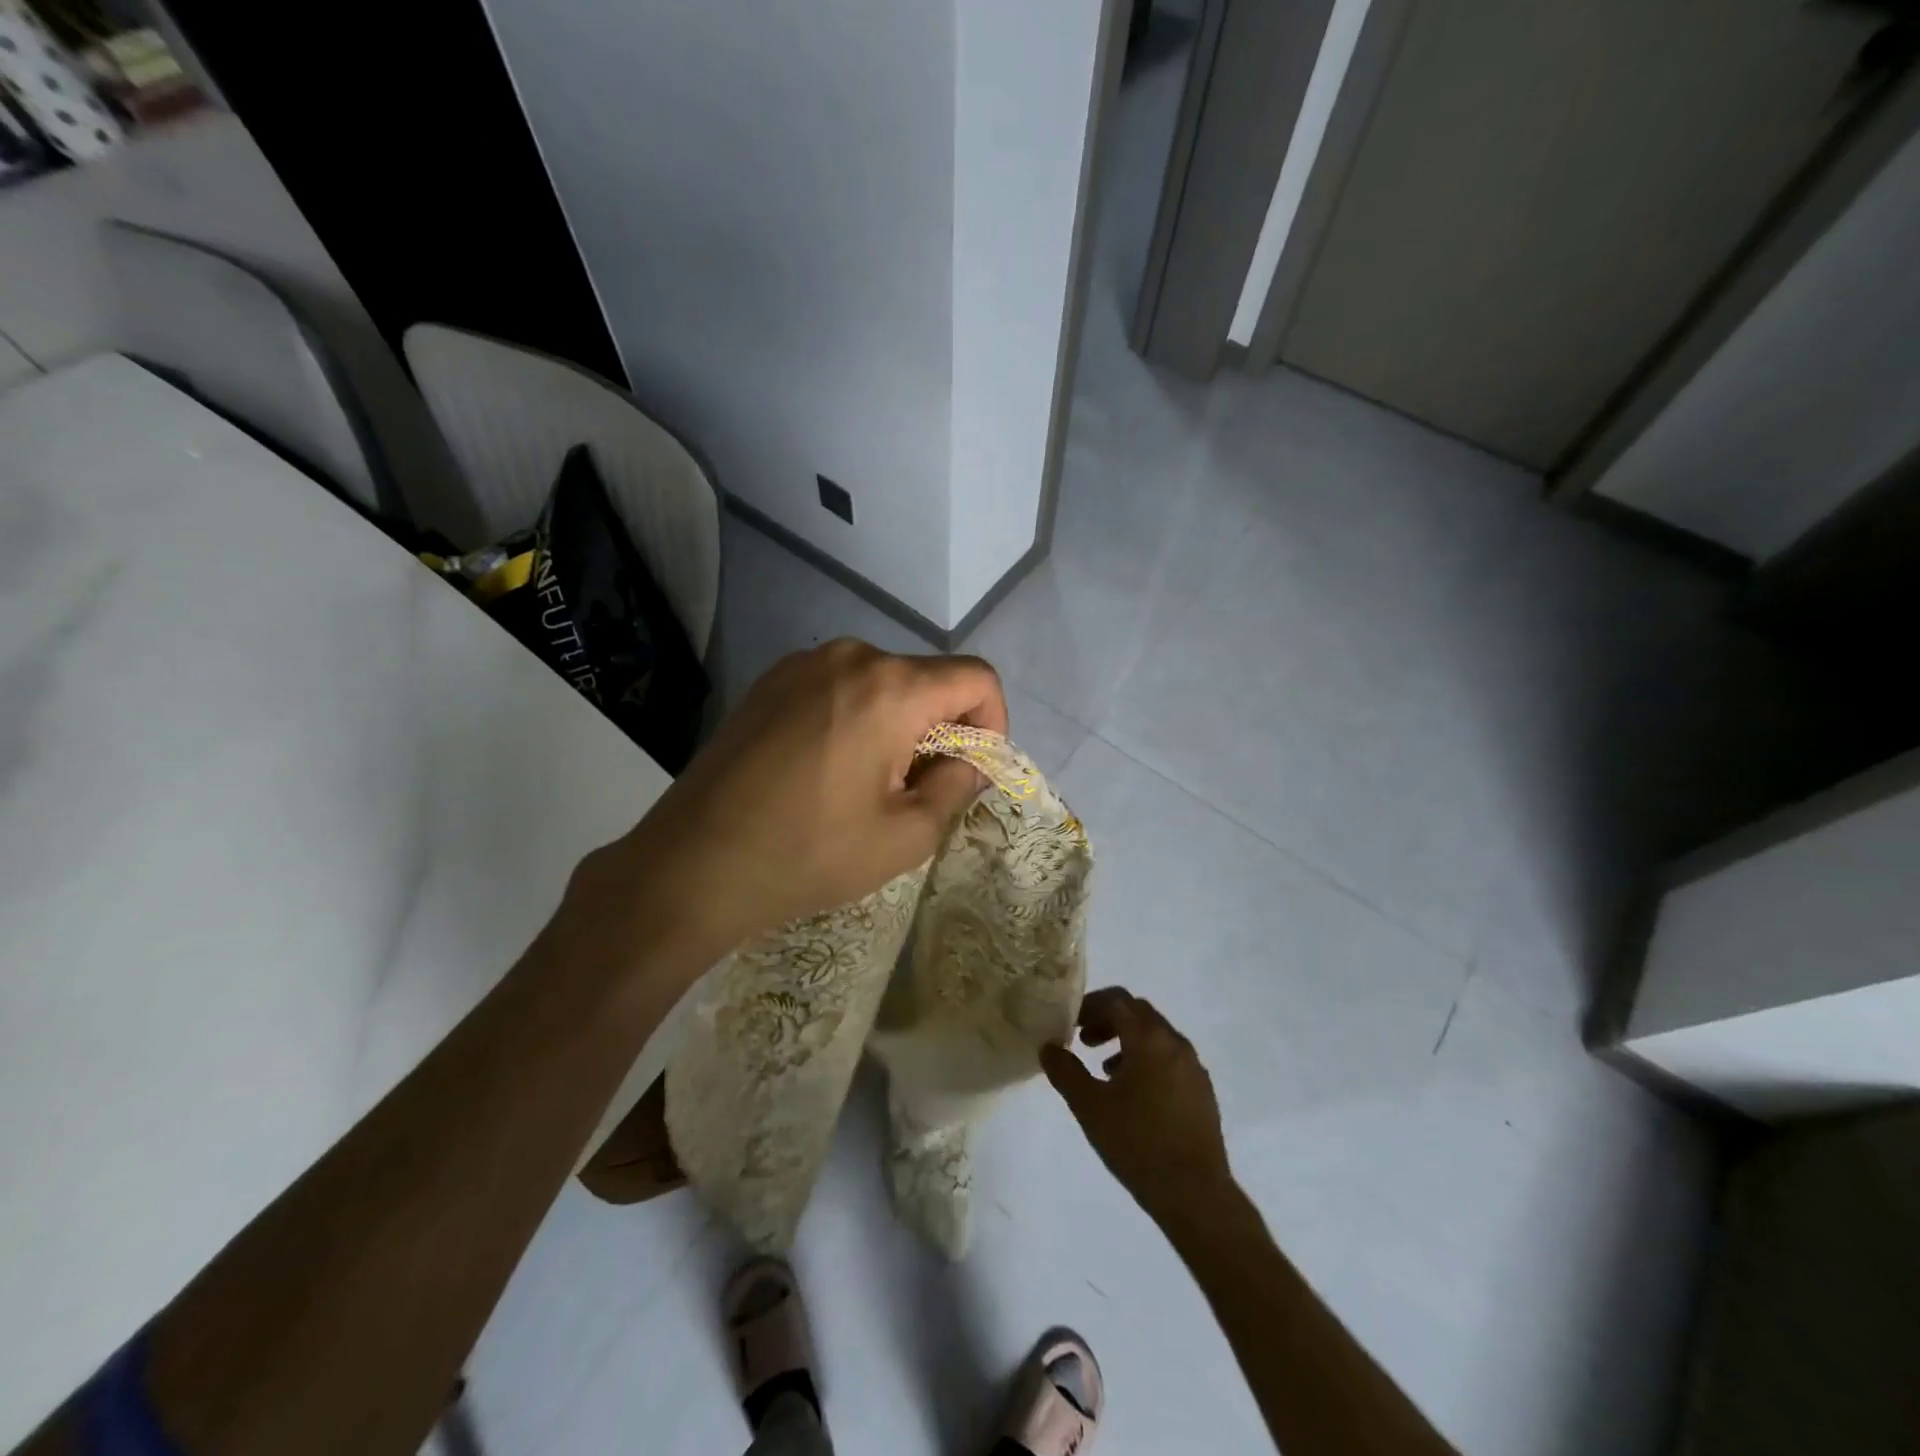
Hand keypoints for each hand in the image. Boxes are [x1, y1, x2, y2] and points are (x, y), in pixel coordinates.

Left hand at [574, 638, 1006, 965]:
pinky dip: (855, 719)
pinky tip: (825, 770)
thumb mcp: (906, 835)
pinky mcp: (769, 682)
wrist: (693, 864)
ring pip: (881, 683)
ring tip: (865, 785)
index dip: (993, 723)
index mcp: (890, 687)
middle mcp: (849, 656)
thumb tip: (972, 759)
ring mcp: (801, 664)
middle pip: (926, 680)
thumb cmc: (810, 853)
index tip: (970, 772)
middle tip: (915, 792)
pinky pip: (838, 688)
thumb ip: (957, 785)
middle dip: (940, 730)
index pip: (975, 678)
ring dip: (896, 726)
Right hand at [1042, 988, 1233, 1225]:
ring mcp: (1193, 1067)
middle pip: (1138, 1013)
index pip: (1117, 1000)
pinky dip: (1147, 1060)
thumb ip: (1065, 1071)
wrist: (1195, 1193)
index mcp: (1149, 1038)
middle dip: (1108, 1020)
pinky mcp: (1203, 1091)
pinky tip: (1133, 1094)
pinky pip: (1170, 1058)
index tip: (1071, 1024)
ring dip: (1127, 1041)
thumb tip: (1048, 1047)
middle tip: (1084, 1041)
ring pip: (1156, 1036)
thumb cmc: (1137, 1143)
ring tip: (1104, 1069)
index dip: (1090, 1006)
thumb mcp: (1089, 1106)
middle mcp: (1175, 1043)